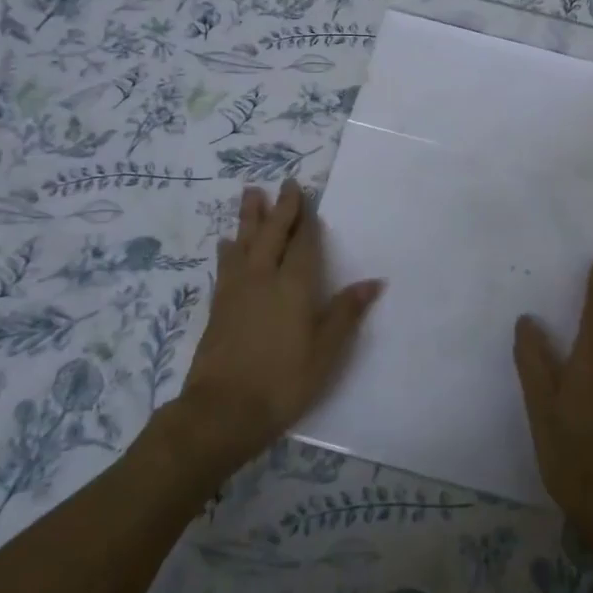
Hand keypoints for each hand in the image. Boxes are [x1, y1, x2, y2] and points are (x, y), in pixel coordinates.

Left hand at [168, 180, 382, 483]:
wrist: (222, 410)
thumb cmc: (283, 381)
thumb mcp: (326, 351)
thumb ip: (346, 312)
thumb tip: (374, 282)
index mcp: (294, 285)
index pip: (302, 243)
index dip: (305, 218)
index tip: (306, 194)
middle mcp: (263, 278)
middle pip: (271, 233)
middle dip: (280, 208)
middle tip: (284, 183)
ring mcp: (236, 291)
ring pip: (244, 243)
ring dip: (249, 218)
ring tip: (252, 195)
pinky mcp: (218, 306)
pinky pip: (226, 265)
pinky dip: (229, 249)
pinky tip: (227, 243)